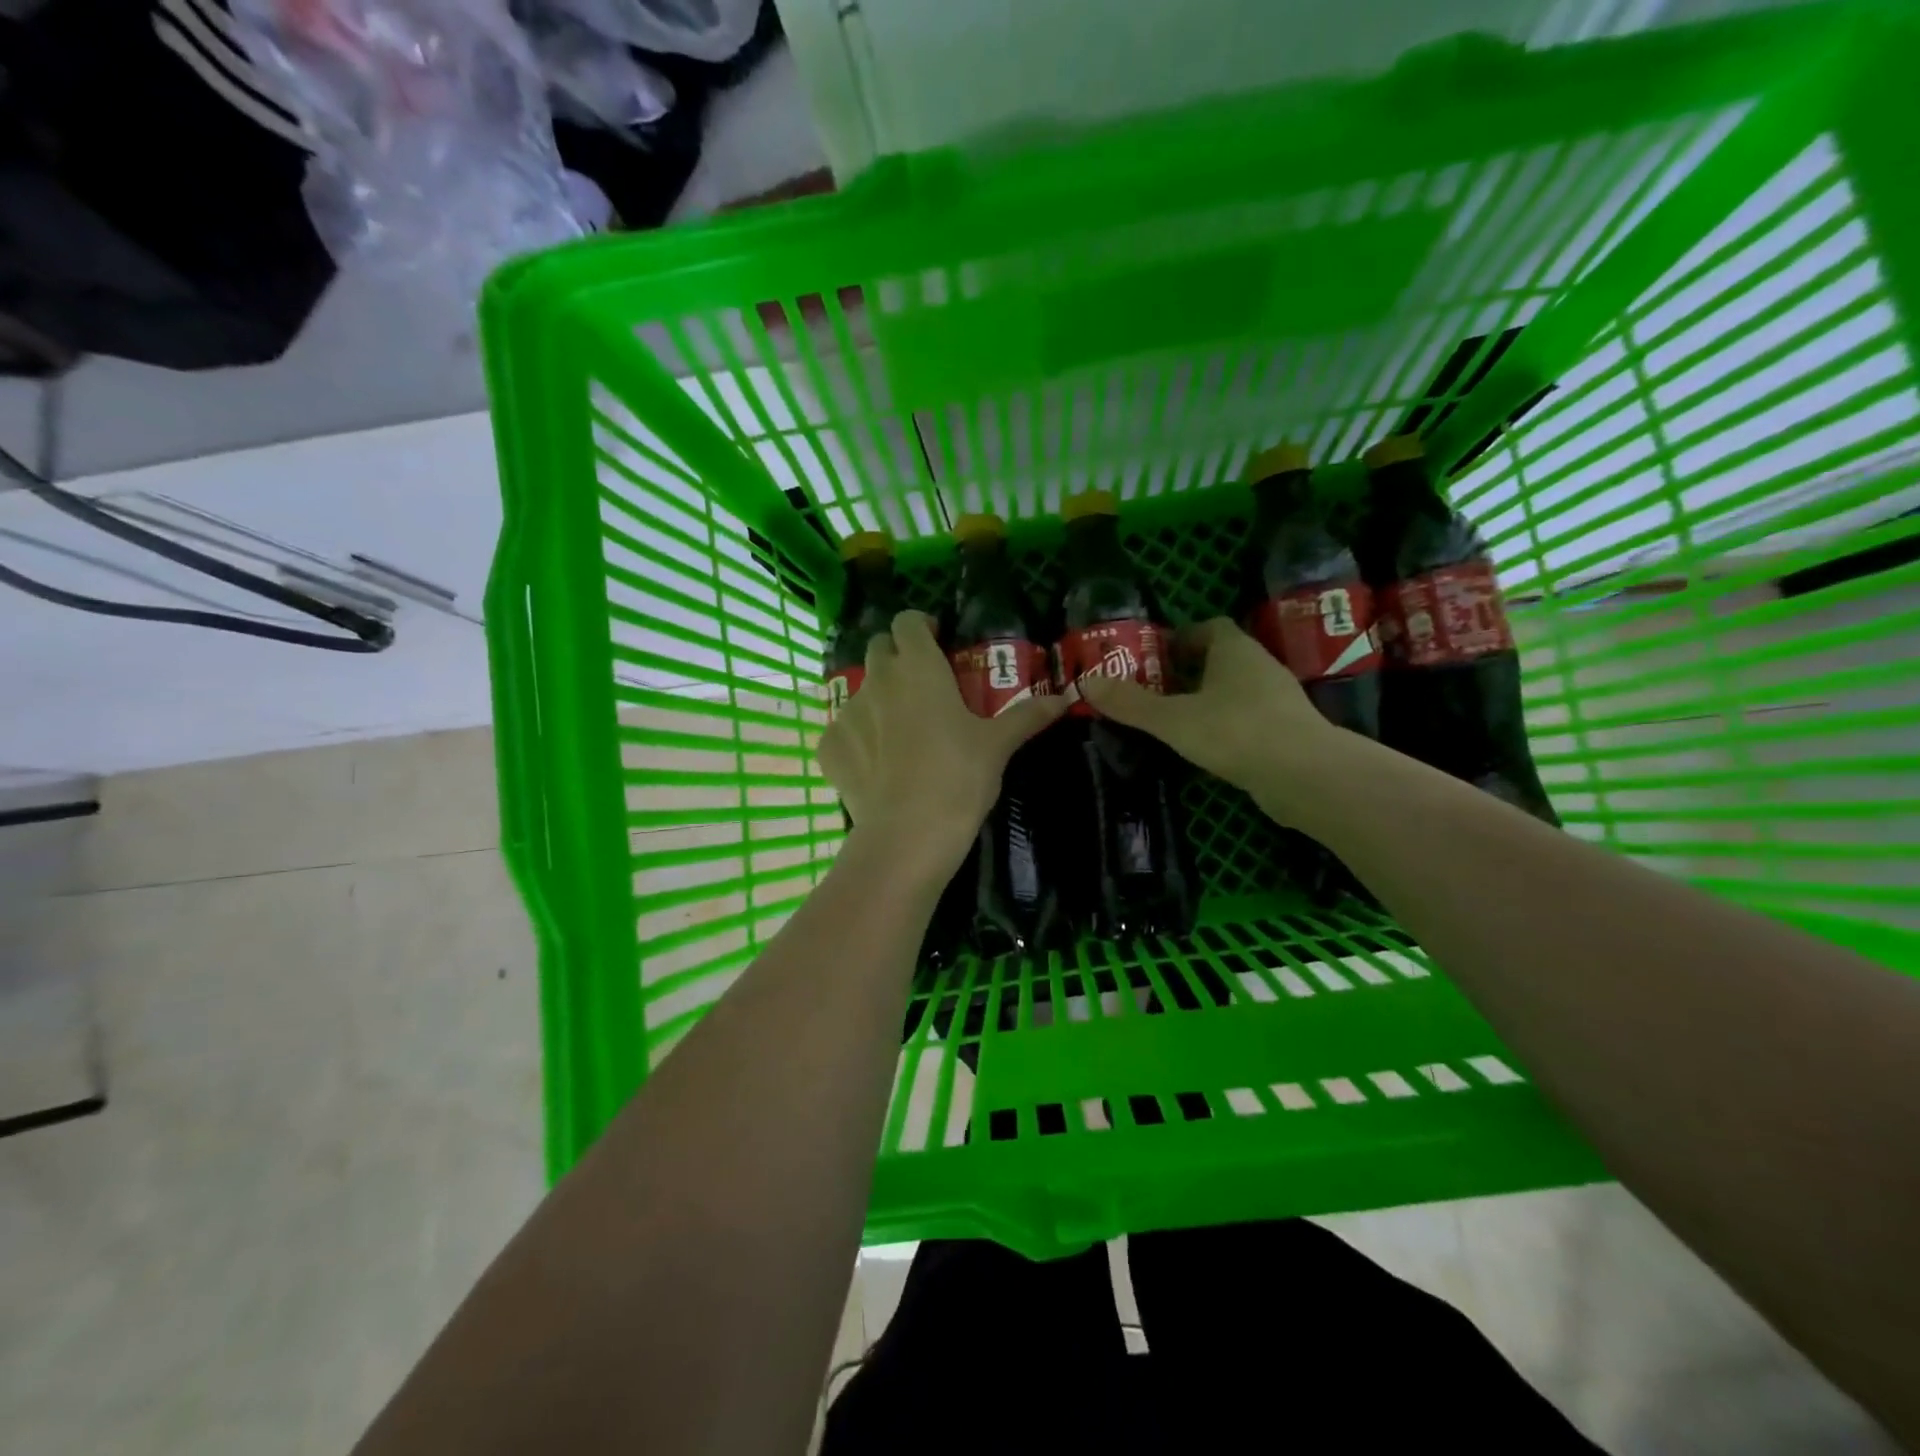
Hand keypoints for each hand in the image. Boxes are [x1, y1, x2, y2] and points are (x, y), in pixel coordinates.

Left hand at [817, 611, 1068, 878]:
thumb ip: (1027, 716)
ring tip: (901, 732)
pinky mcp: (830, 747)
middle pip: (879, 648)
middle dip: (897, 657)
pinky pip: (842, 731)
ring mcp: (848, 713)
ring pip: (861, 691)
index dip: (921, 627)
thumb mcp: (998, 746)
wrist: (908, 834)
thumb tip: (1062, 700)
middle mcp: (878, 680)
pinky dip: (857, 739)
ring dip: (879, 699)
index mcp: (918, 667)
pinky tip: (876, 764)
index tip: (937, 643)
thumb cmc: (959, 777)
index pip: (907, 621)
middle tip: (922, 685)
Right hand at [1078, 617, 1344, 826]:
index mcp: (1234, 650)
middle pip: (1221, 659)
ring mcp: (1277, 700)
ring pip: (1235, 690)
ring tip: (1173, 721)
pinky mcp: (1285, 732)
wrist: (1305, 775)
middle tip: (1154, 690)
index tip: (1155, 657)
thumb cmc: (1235, 731)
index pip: (1209, 628)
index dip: (1182, 638)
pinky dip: (1225, 726)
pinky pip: (1248, 718)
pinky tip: (1205, 747)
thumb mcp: (1172, 718)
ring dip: (1207, 700)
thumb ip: (1130, 703)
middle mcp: (1259, 667)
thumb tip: (1085, 682)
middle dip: (1189, 671)